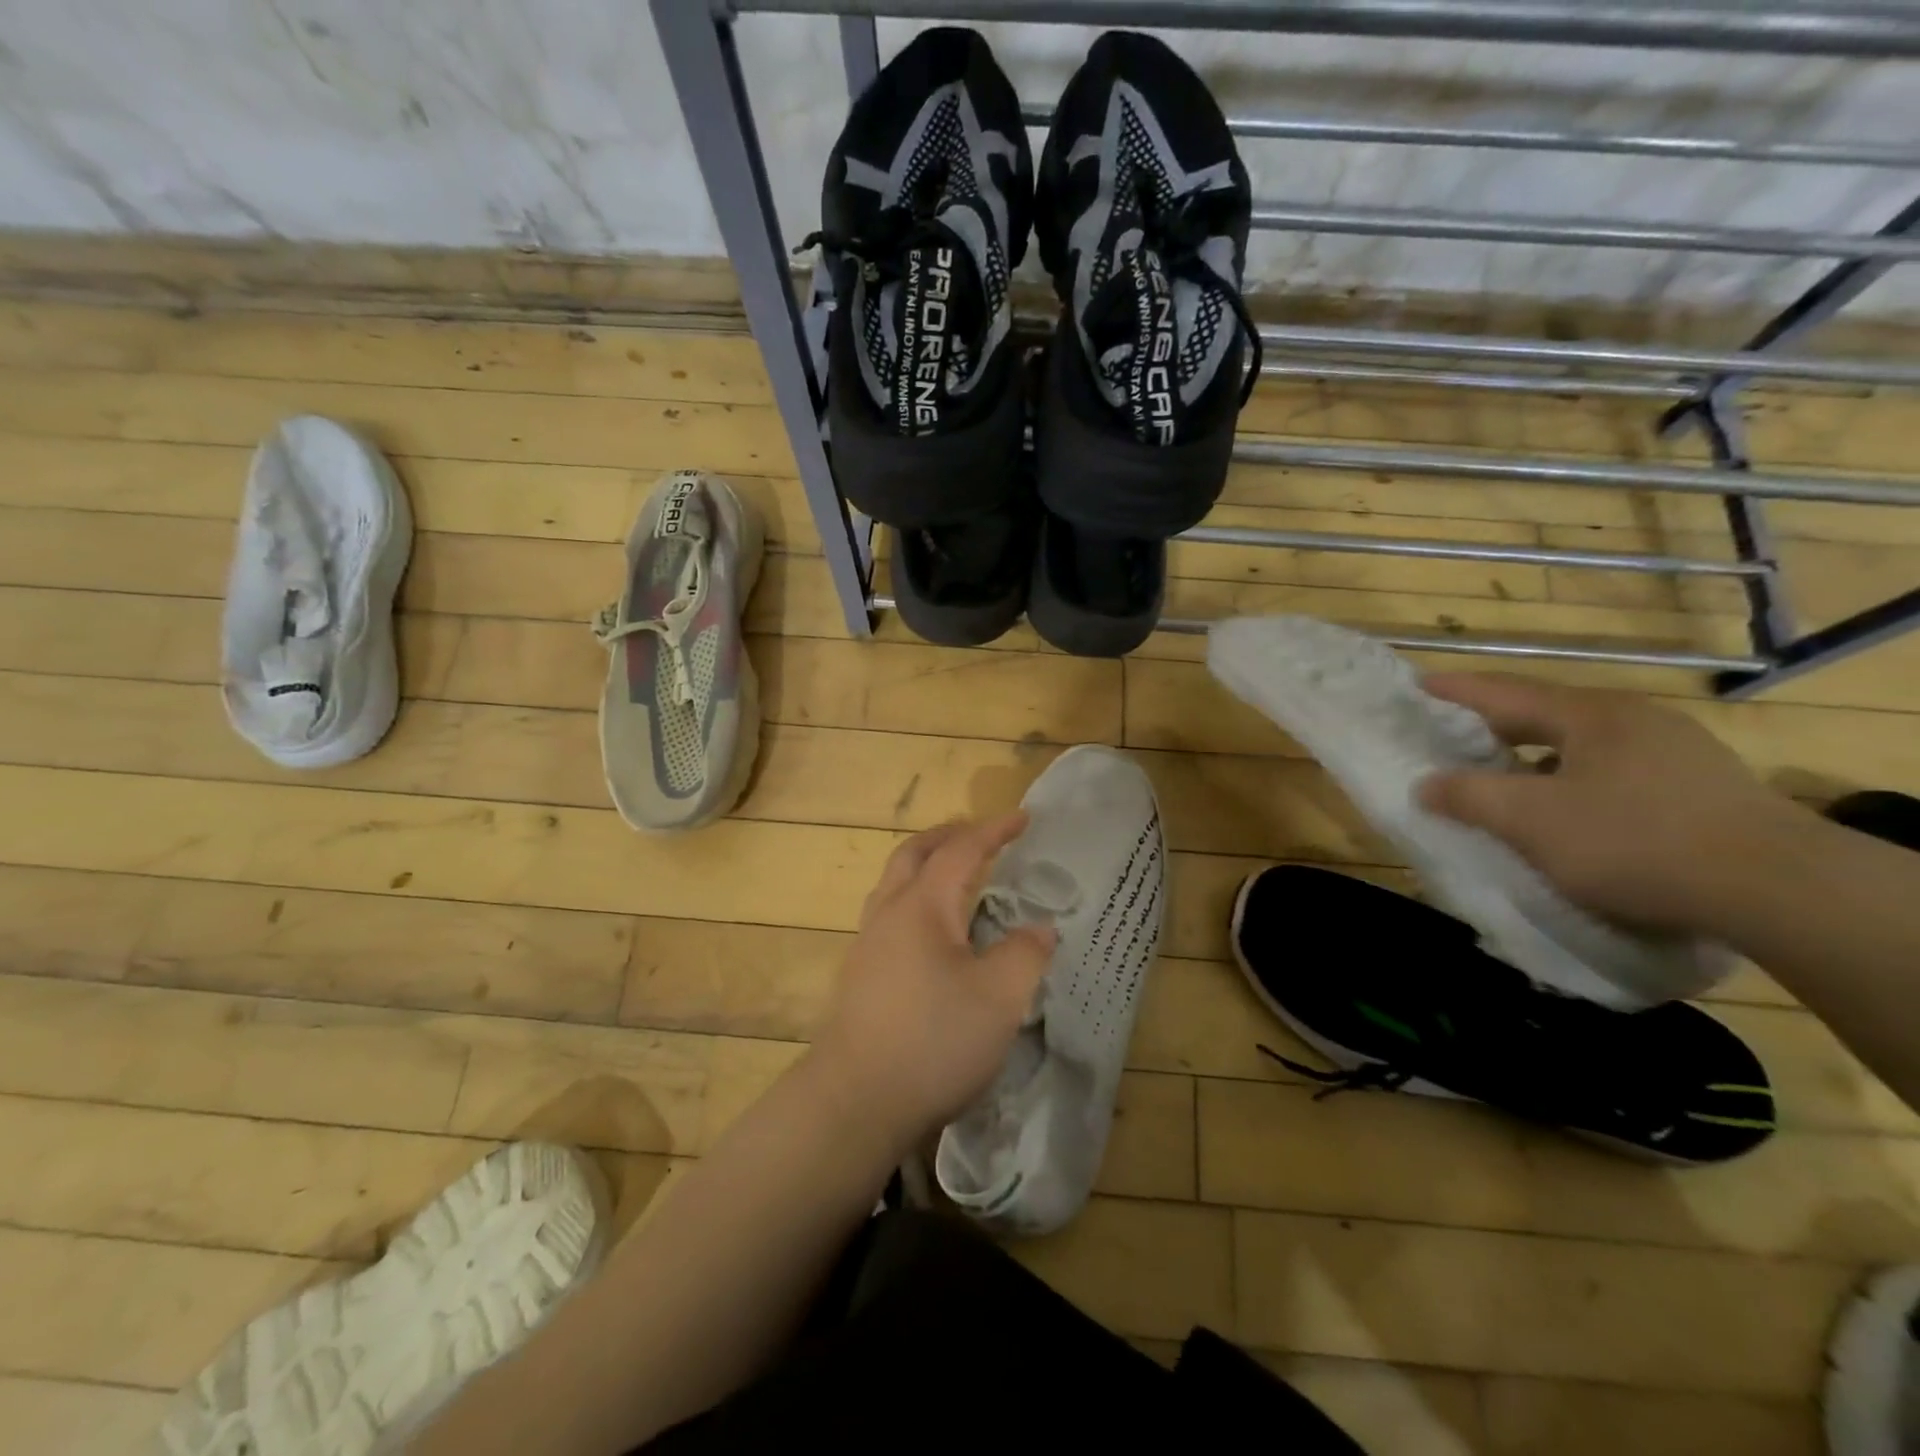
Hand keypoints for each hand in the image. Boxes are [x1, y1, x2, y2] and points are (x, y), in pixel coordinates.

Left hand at [809, 814, 1056, 1151]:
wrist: (854, 1102)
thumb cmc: (933, 1041)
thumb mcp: (1000, 998)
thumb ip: (1025, 954)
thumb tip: (1039, 928)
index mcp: (923, 906)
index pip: (961, 851)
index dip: (994, 831)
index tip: (1023, 818)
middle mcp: (888, 912)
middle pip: (914, 854)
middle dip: (948, 836)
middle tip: (980, 835)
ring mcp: (867, 943)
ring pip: (894, 883)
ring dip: (926, 865)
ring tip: (956, 876)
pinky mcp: (859, 974)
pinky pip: (889, 913)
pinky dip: (916, 898)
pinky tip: (933, 933)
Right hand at [1416, 672, 1811, 935]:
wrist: (1779, 889)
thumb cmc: (1633, 840)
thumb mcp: (1530, 820)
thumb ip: (1469, 797)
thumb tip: (1426, 785)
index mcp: (1589, 714)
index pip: (1504, 692)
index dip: (1456, 690)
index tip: (1418, 686)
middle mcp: (1633, 719)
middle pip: (1544, 716)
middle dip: (1494, 728)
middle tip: (1451, 739)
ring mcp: (1675, 751)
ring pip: (1581, 747)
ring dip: (1535, 759)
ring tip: (1503, 780)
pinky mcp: (1701, 787)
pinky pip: (1614, 772)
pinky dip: (1573, 782)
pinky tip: (1567, 812)